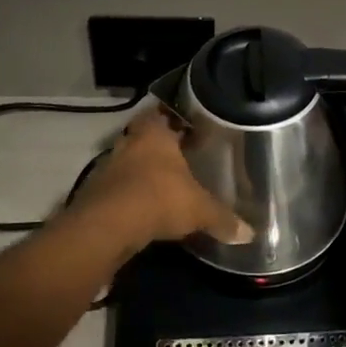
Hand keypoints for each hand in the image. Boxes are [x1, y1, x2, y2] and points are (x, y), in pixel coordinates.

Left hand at [67, 108, 251, 253]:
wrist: (108, 225)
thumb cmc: (159, 199)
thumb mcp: (200, 210)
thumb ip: (223, 218)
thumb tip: (250, 234)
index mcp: (154, 133)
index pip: (164, 113)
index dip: (176, 119)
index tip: (189, 127)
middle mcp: (129, 141)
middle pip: (144, 136)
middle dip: (160, 146)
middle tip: (180, 155)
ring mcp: (109, 164)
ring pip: (129, 160)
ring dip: (142, 170)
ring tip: (163, 183)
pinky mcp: (96, 190)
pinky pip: (118, 186)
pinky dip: (129, 192)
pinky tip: (143, 206)